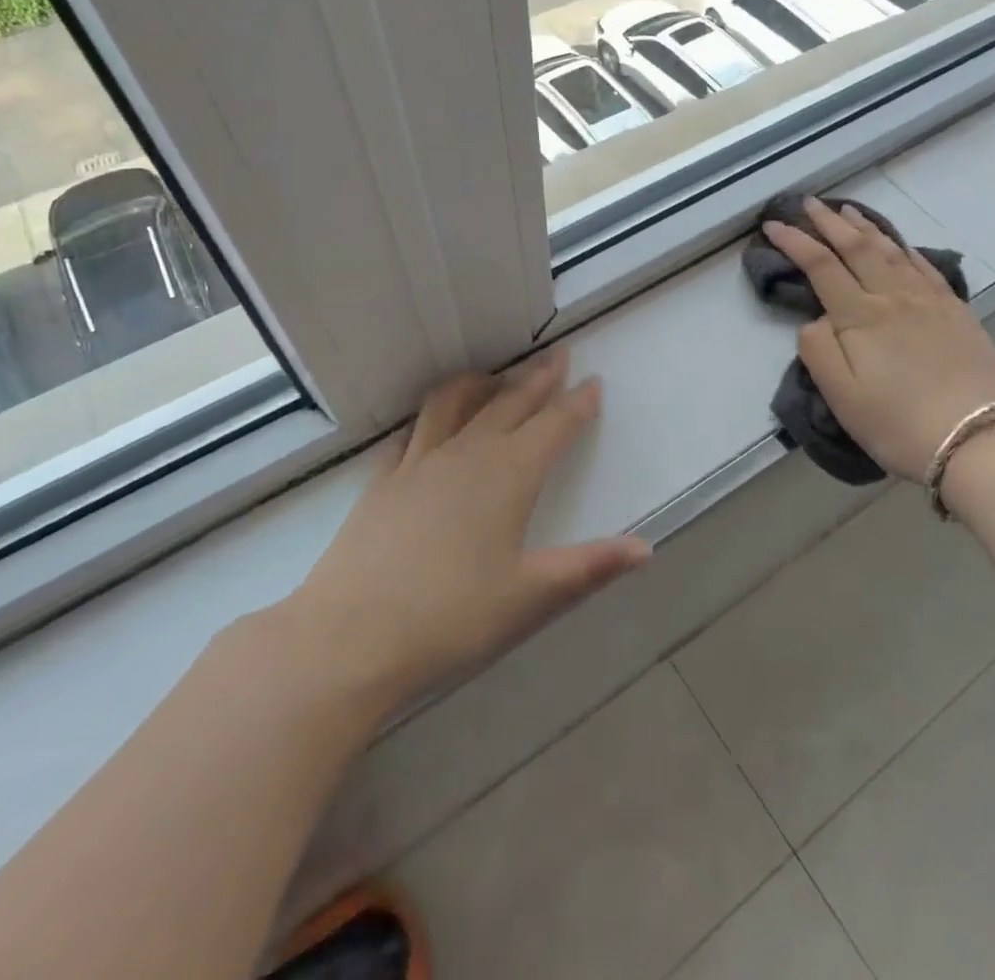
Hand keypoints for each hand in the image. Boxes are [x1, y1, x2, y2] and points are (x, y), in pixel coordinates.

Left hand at [283, 348, 649, 718]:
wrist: (348, 638)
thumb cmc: (450, 619)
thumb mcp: (530, 597)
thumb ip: (590, 567)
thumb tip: (646, 547)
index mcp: (509, 476)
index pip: (553, 426)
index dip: (577, 403)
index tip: (593, 382)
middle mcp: (467, 455)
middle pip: (510, 403)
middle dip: (538, 378)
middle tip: (557, 356)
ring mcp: (419, 462)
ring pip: (456, 402)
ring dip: (483, 383)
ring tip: (495, 375)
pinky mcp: (383, 479)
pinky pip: (413, 430)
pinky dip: (432, 415)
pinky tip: (431, 423)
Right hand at [764, 198, 994, 482]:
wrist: (977, 442)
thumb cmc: (898, 424)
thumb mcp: (841, 397)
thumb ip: (818, 351)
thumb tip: (816, 320)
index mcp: (860, 316)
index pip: (820, 266)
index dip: (794, 241)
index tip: (773, 224)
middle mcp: (894, 297)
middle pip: (856, 248)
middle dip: (828, 222)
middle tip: (809, 203)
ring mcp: (929, 301)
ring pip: (891, 251)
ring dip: (866, 227)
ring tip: (848, 211)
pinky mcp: (957, 312)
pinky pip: (926, 268)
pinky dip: (905, 249)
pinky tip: (899, 245)